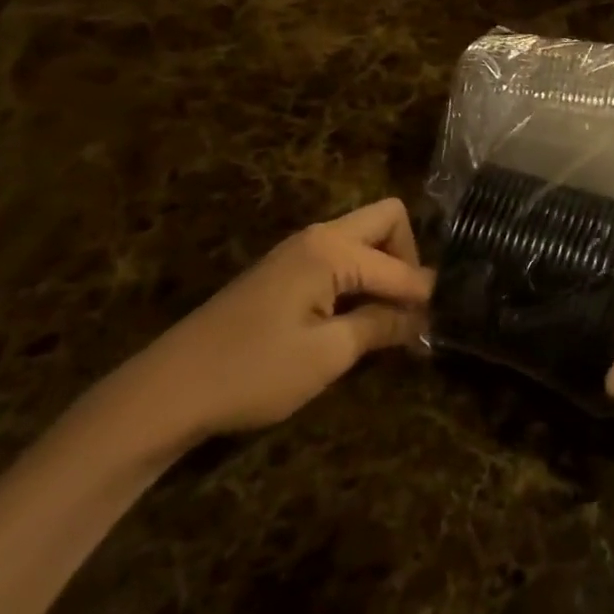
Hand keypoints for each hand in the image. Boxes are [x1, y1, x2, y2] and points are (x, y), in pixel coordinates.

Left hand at [126, 198, 433, 444]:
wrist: (167, 391)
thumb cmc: (252, 372)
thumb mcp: (326, 355)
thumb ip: (381, 326)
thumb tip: (424, 316)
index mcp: (330, 249)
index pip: (398, 265)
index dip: (425, 294)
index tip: (446, 321)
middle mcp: (318, 236)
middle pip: (386, 222)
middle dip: (408, 259)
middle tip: (412, 308)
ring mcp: (298, 251)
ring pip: (363, 239)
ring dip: (384, 270)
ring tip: (393, 319)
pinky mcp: (285, 271)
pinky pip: (341, 258)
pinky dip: (361, 279)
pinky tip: (359, 318)